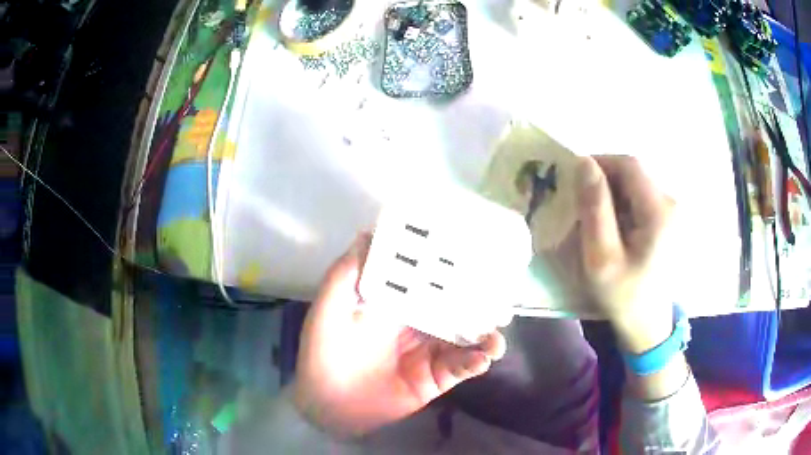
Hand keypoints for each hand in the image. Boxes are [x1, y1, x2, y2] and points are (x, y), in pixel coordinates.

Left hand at [292, 233, 505, 437]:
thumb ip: (345, 275)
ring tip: (498, 332)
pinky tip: (483, 358)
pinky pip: (461, 367)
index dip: (447, 266)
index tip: (472, 252)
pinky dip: (476, 361)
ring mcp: (429, 352)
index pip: (426, 279)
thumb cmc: (323, 353)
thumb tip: (367, 234)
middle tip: (501, 291)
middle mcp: (417, 323)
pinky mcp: (435, 378)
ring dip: (485, 333)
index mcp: (395, 303)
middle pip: (454, 306)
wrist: (328, 405)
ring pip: (465, 337)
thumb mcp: (329, 309)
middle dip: (478, 299)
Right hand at [577, 155, 675, 352]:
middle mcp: (670, 203)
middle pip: (633, 173)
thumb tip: (584, 163)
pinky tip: (613, 229)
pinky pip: (640, 199)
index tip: (575, 181)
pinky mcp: (668, 220)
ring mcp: (672, 211)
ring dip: (612, 194)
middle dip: (604, 181)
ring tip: (595, 221)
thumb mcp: (602, 257)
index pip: (629, 165)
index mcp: (659, 211)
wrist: (647, 325)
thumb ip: (594, 208)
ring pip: (635, 185)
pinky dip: (622, 205)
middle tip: (581, 205)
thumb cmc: (624, 296)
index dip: (600, 163)